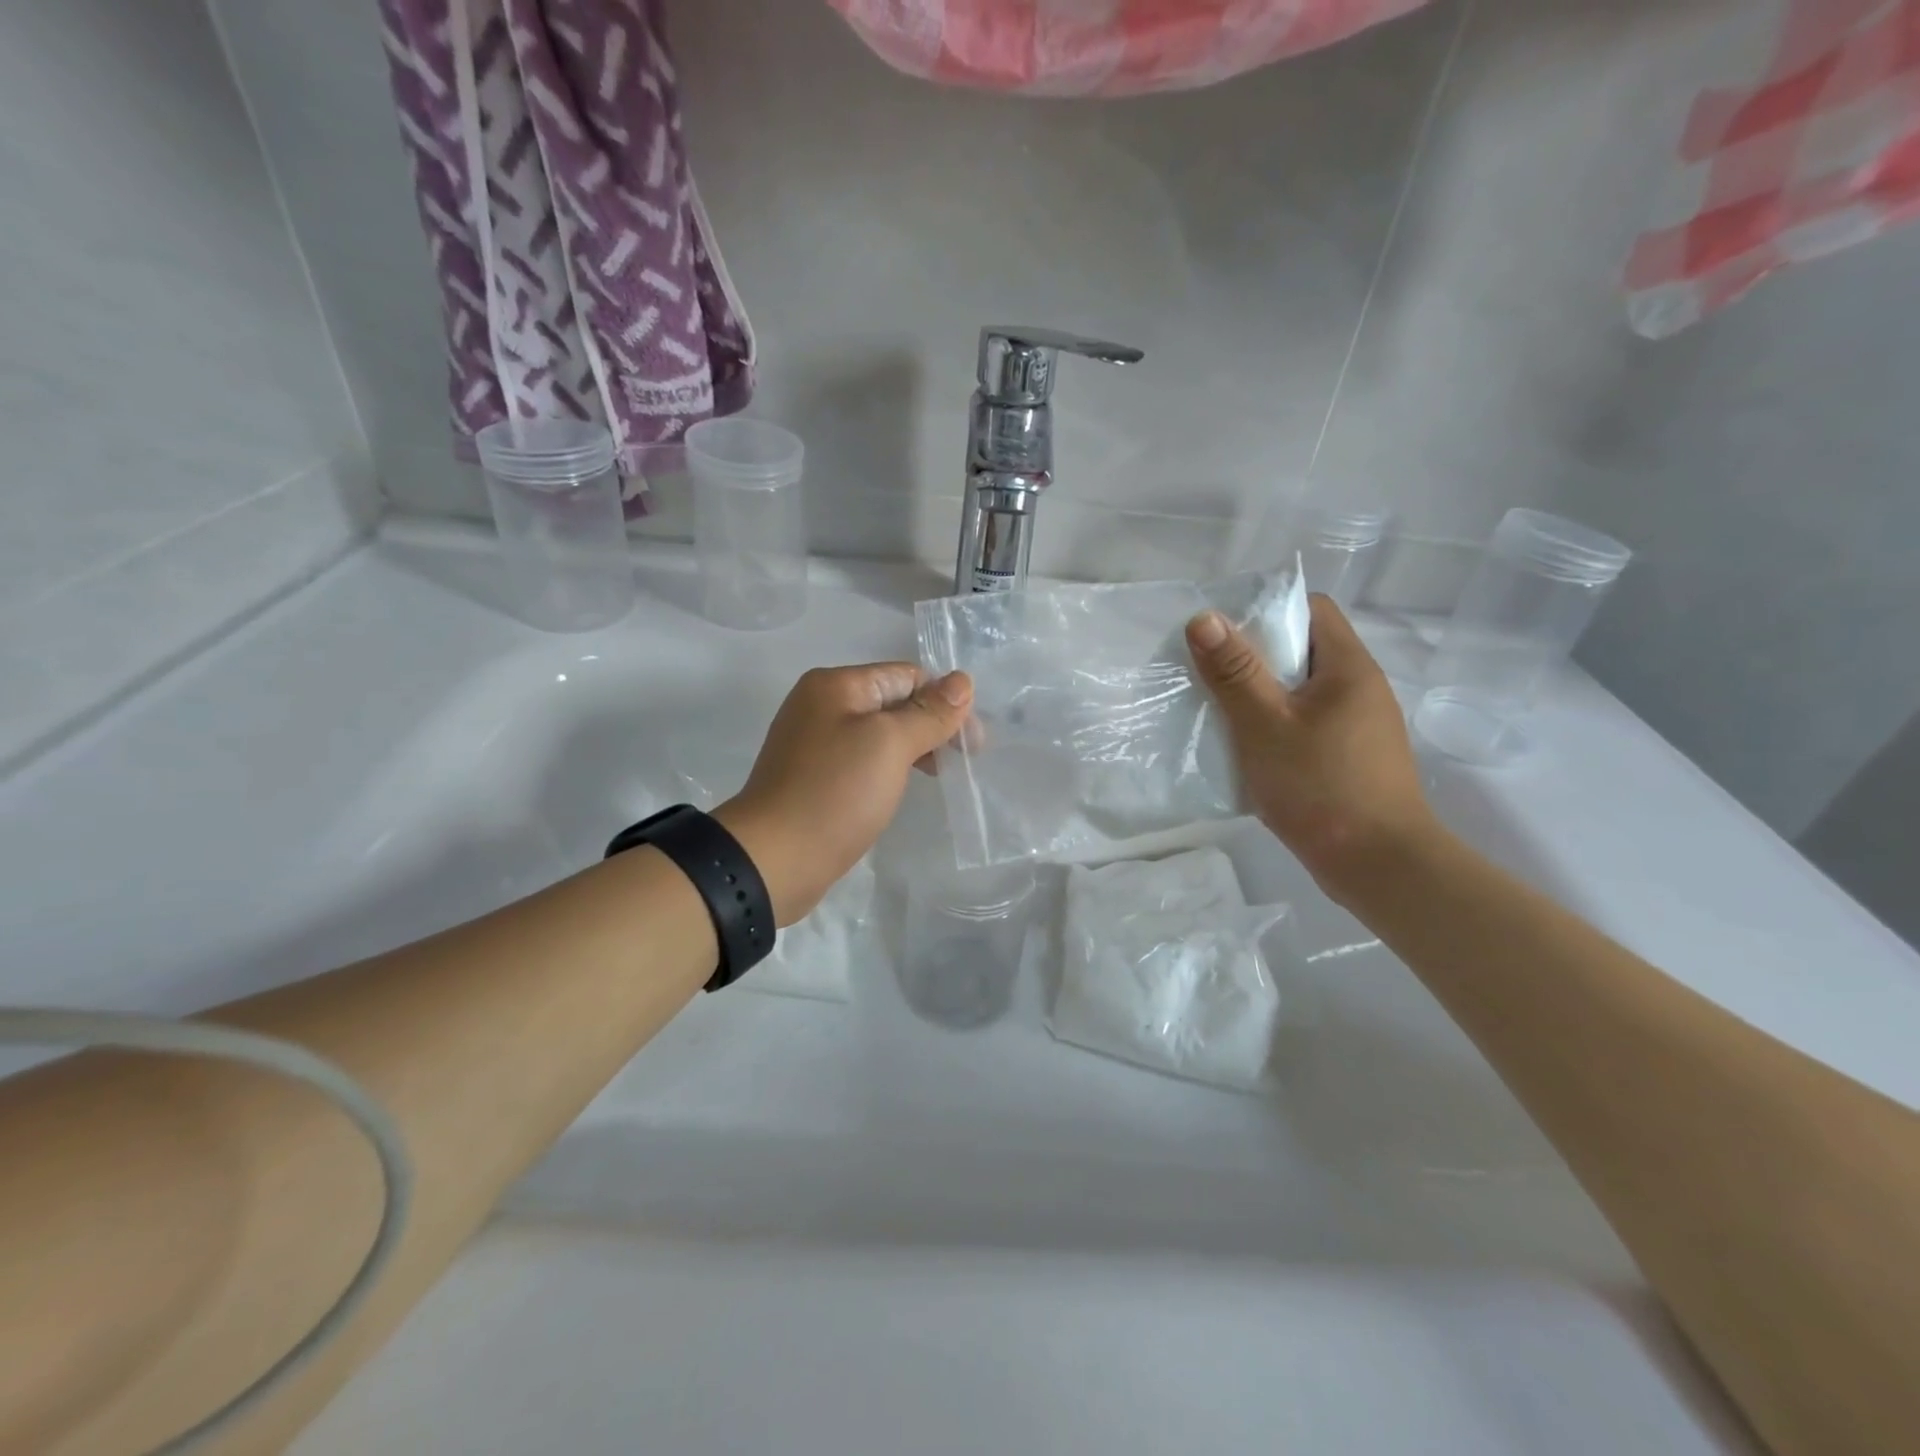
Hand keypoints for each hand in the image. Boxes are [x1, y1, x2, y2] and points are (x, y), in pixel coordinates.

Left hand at [714, 663, 972, 924]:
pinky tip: (902, 789)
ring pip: (879, 735)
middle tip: (964, 761)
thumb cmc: (835, 792)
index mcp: (836, 685)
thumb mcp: (890, 745)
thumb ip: (929, 712)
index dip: (944, 702)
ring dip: (914, 749)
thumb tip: (963, 680)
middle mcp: (822, 705)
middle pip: (894, 703)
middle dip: (932, 725)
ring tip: (939, 776)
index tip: (973, 742)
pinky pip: (863, 761)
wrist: (773, 859)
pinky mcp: (815, 778)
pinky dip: (889, 769)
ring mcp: (815, 743)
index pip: (907, 676)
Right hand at [1187, 595, 1437, 906]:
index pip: (1312, 609)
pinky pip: (1307, 724)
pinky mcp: (1351, 759)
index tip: (1224, 630)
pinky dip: (1276, 725)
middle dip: (1255, 656)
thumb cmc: (1320, 786)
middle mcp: (1361, 689)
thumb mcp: (1264, 724)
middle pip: (1305, 650)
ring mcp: (1359, 727)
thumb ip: (1234, 671)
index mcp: (1349, 668)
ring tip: (1220, 709)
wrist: (1377, 865)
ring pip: (1303, 691)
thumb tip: (1204, 617)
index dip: (1268, 609)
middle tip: (1210, 670)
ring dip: (1263, 695)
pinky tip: (1248, 748)